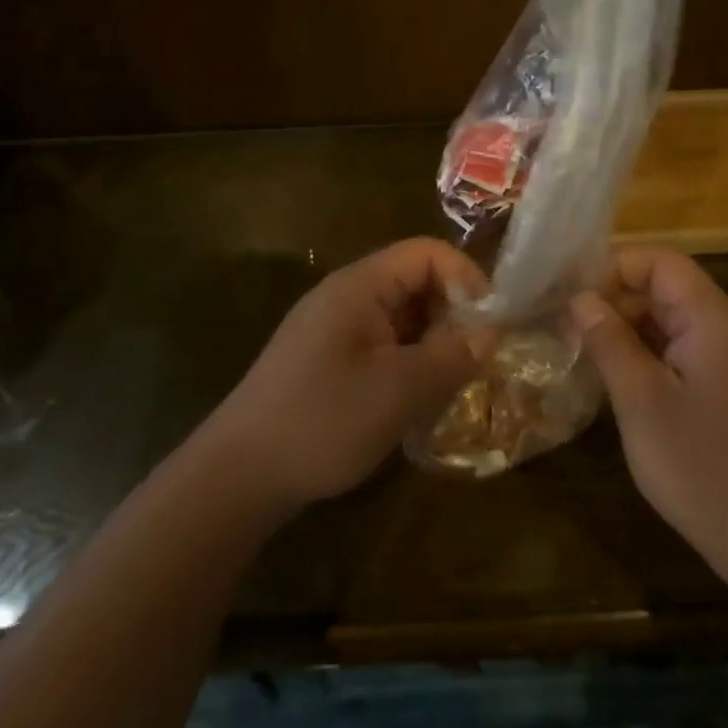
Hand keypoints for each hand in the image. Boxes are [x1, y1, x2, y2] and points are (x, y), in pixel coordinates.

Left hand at [203, 238, 488, 512]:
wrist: (238, 475)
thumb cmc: (322, 421)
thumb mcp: (398, 390)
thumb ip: (450, 356)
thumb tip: (490, 334)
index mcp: (360, 286)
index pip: (427, 253)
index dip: (466, 278)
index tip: (490, 325)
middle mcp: (347, 296)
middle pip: (416, 282)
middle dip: (453, 315)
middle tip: (476, 361)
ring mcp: (335, 329)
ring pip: (402, 317)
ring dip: (433, 343)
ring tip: (453, 385)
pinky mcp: (328, 360)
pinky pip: (383, 344)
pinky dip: (409, 363)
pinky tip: (418, 401)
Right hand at [568, 247, 727, 595]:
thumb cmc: (704, 469)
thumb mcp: (642, 403)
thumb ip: (610, 341)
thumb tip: (582, 299)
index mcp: (718, 319)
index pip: (663, 262)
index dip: (614, 269)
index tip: (573, 297)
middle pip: (672, 290)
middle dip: (620, 303)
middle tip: (571, 332)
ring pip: (681, 322)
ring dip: (635, 332)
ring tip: (590, 357)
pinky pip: (695, 350)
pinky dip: (658, 356)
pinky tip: (628, 384)